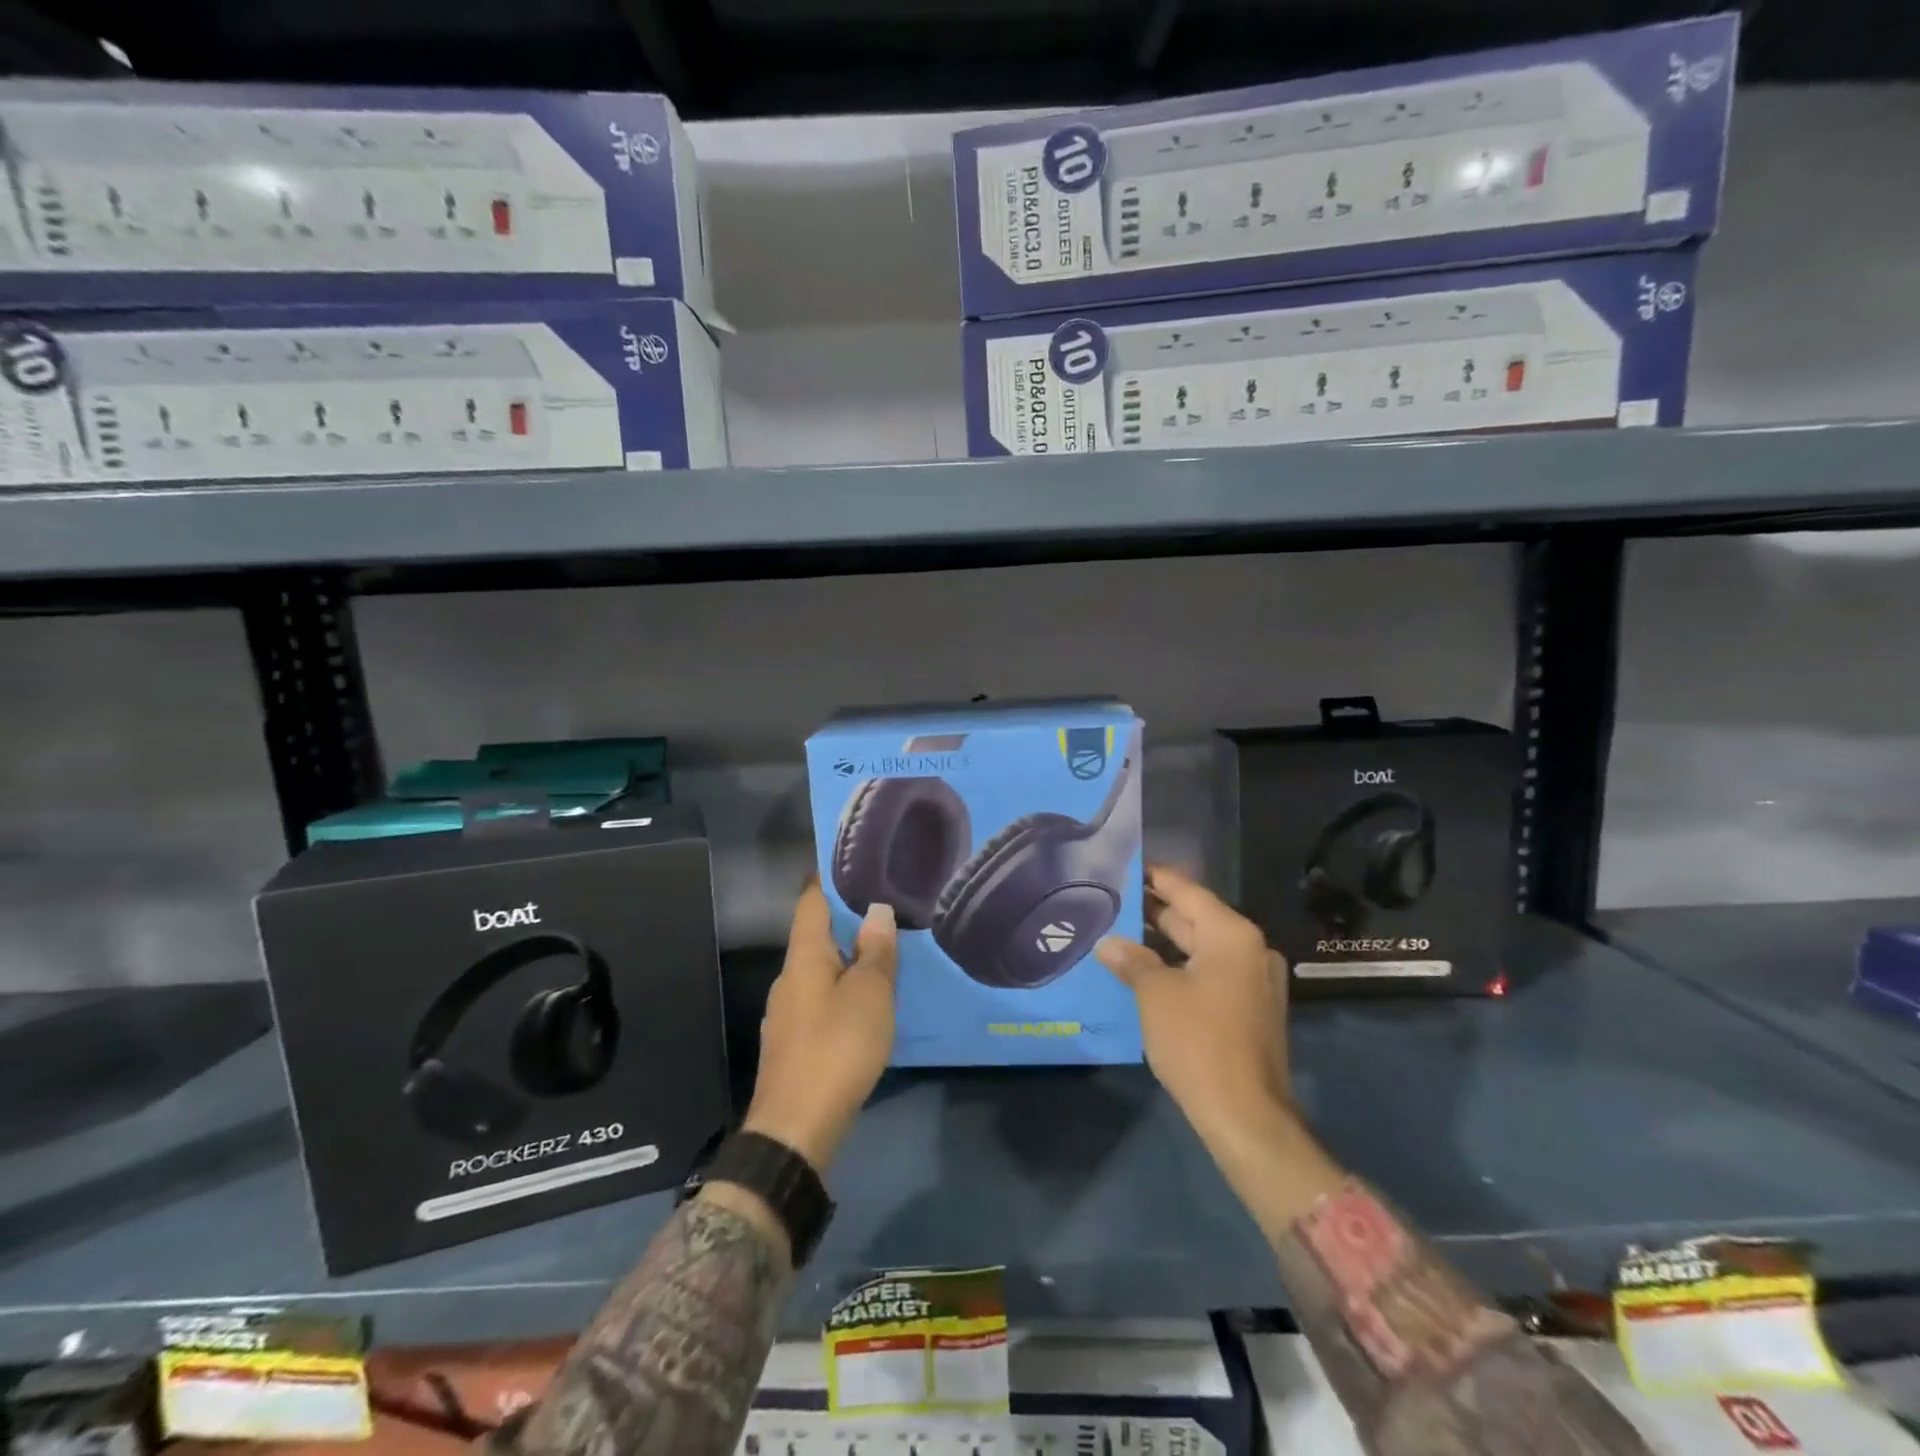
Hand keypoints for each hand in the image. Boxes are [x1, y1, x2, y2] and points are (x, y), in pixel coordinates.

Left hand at [741, 883, 897, 1172]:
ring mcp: (786, 1014)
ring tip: (882, 954)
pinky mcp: (793, 1044)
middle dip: (845, 921)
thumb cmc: (837, 1048)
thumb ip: (876, 952)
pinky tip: (865, 1004)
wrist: (795, 1129)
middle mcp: (788, 979)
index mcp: (803, 958)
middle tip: (884, 908)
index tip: (849, 861)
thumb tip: (877, 910)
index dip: (826, 879)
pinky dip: (841, 992)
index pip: (810, 902)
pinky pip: (820, 1001)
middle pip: (815, 937)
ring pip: (819, 972)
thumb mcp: (869, 995)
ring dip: (846, 960)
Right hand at [1095, 864, 1292, 1146]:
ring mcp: (1253, 980)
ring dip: (1164, 941)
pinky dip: (1180, 965)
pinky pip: (1209, 971)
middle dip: (1154, 910)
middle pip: (1195, 917)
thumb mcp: (1156, 994)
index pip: (1186, 891)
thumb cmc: (1199, 1041)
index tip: (1125, 864)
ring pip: (1201, 947)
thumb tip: (1108, 942)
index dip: (1154, 877)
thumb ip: (1132, 960)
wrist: (1246, 1116)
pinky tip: (1145, 968)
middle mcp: (1249, 949)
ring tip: (1120, 929)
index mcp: (1232, 935)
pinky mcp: (1249, 1008)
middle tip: (1112, 898)